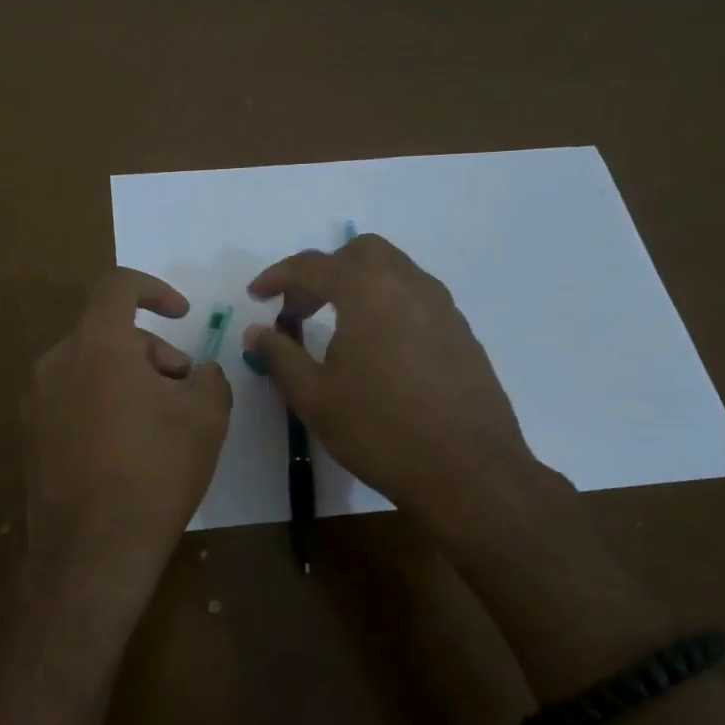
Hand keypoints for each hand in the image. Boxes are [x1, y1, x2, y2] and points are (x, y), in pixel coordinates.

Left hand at [24, 268, 231, 616]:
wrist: (92, 550)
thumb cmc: (156, 472)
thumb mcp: (207, 417)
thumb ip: (209, 377)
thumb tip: (197, 373)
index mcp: (97, 344)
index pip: (118, 286)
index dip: (155, 289)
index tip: (182, 315)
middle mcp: (56, 362)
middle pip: (107, 332)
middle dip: (150, 350)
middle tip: (182, 388)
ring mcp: (35, 401)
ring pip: (89, 366)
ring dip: (127, 378)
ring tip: (157, 423)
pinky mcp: (29, 435)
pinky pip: (71, 398)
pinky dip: (101, 403)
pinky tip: (124, 448)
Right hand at [244, 234, 572, 544]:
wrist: (468, 471)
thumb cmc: (379, 430)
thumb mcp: (314, 397)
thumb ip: (280, 356)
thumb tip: (255, 332)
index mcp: (368, 291)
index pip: (313, 265)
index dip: (278, 276)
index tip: (256, 296)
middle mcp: (409, 284)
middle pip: (360, 253)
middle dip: (323, 272)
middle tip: (299, 310)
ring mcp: (442, 307)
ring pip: (393, 271)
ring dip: (357, 285)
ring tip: (336, 328)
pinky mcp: (462, 332)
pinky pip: (416, 298)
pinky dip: (386, 305)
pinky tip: (377, 350)